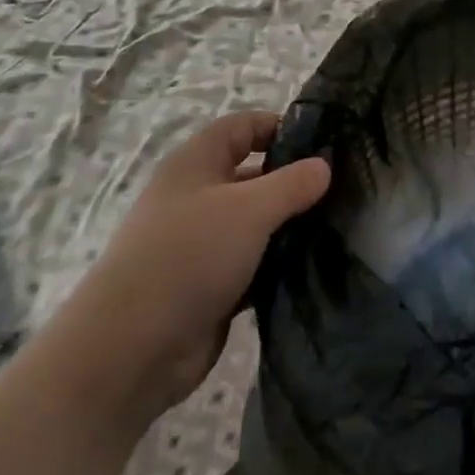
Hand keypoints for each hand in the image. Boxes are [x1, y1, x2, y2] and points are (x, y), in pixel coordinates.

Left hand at [72, 112, 330, 410]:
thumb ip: (291, 183)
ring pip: (255, 223)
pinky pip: (253, 263)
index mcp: (196, 164)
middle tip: (342, 189)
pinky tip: (315, 266)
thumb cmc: (189, 256)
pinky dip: (278, 263)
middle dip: (293, 180)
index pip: (242, 127)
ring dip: (289, 225)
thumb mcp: (249, 209)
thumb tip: (323, 166)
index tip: (324, 143)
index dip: (279, 126)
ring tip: (339, 226)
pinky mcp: (210, 285)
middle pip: (252, 175)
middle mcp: (196, 197)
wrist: (132, 348)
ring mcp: (202, 244)